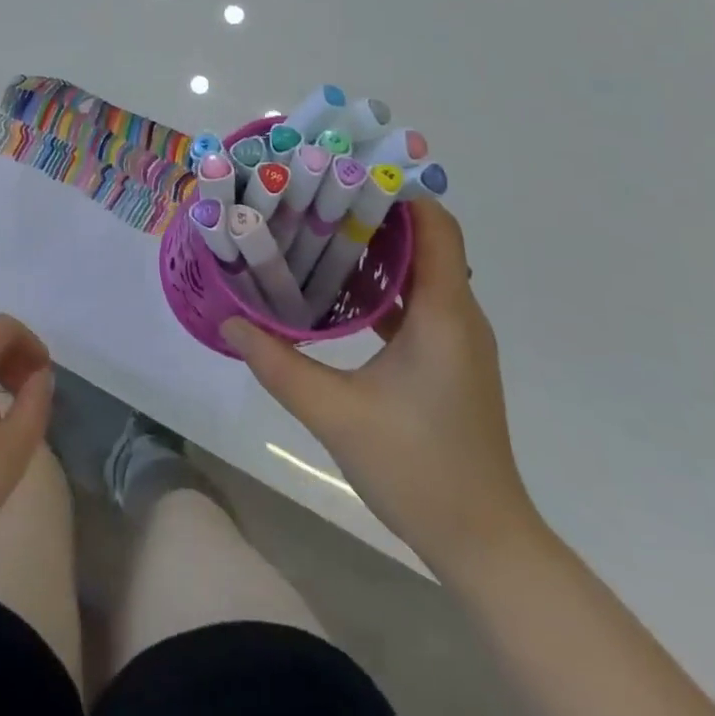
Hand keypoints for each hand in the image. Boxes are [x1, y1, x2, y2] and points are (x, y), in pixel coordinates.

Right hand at [222, 200, 537, 582]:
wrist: (484, 544)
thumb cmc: (418, 470)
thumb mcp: (336, 415)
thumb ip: (279, 365)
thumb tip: (230, 321)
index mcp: (443, 313)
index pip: (434, 226)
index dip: (396, 191)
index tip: (344, 172)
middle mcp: (459, 314)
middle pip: (427, 238)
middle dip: (375, 211)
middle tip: (317, 195)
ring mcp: (458, 338)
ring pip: (423, 268)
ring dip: (379, 246)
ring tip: (320, 229)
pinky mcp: (451, 358)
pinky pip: (420, 299)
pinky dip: (386, 282)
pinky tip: (342, 288)